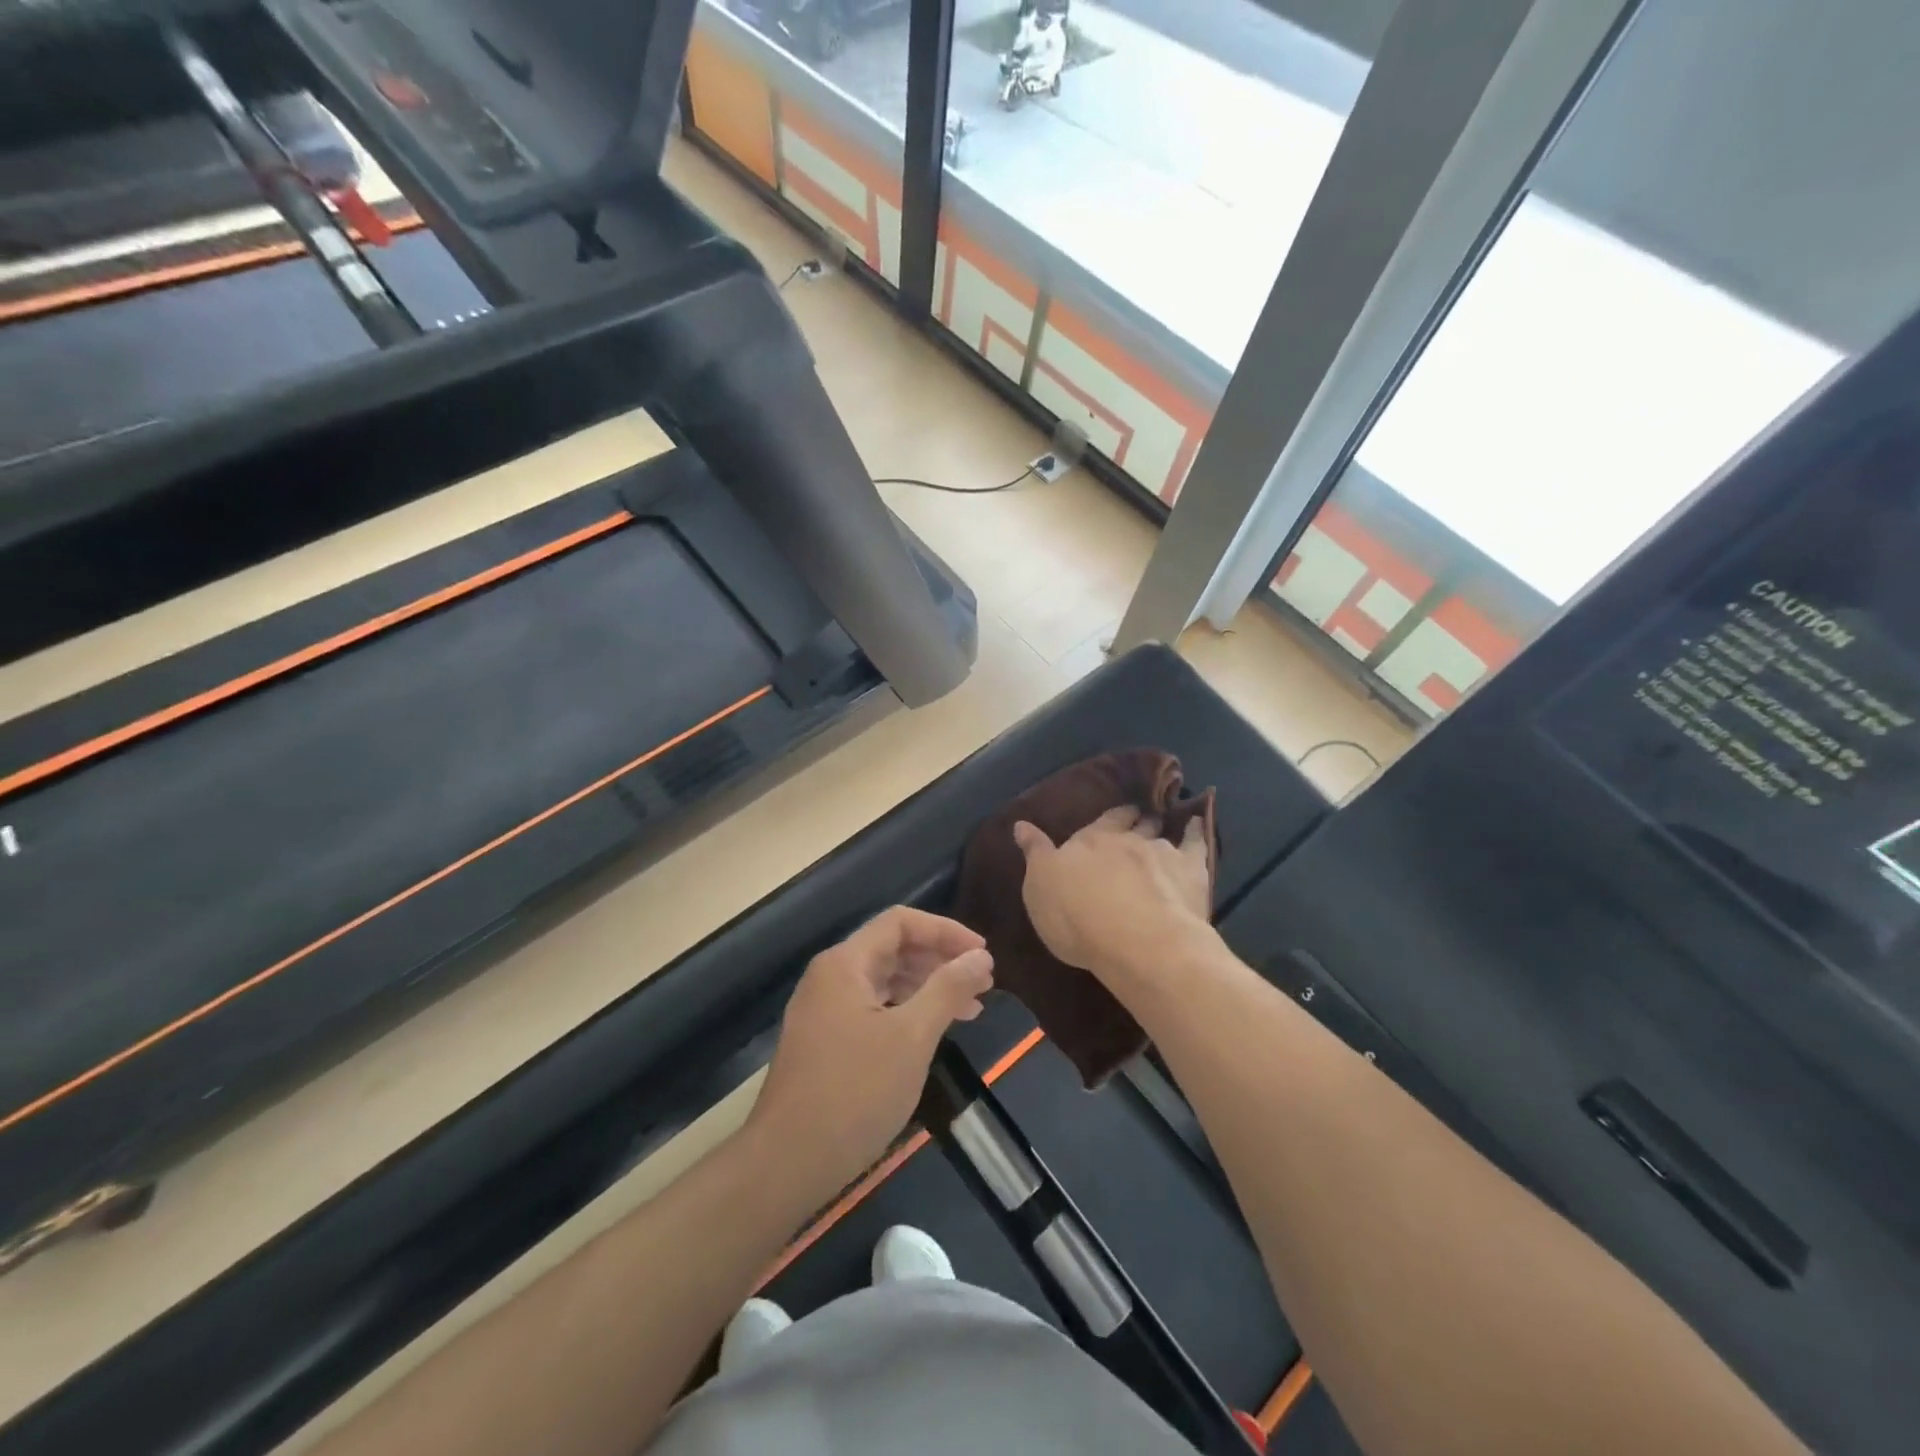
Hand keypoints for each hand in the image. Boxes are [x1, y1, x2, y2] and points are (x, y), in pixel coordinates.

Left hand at [748, 907, 992, 1196]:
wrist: (786, 1165)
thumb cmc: (854, 1093)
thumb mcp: (911, 1037)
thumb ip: (947, 988)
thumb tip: (980, 955)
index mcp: (845, 964)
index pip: (900, 923)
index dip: (946, 931)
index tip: (983, 954)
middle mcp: (830, 978)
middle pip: (892, 949)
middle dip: (940, 960)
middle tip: (983, 983)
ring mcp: (824, 1011)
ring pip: (884, 982)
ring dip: (927, 988)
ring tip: (970, 1009)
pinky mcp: (825, 1042)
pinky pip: (873, 1009)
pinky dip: (907, 1013)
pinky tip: (932, 1033)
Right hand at [1014, 806, 1213, 984]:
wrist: (1136, 941)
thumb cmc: (1077, 918)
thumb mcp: (1040, 887)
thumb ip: (1035, 853)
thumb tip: (1021, 823)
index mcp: (1089, 841)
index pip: (1100, 822)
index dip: (1108, 818)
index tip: (1114, 815)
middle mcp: (1126, 839)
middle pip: (1133, 822)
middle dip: (1135, 818)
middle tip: (1139, 817)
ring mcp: (1161, 852)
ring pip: (1162, 832)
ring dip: (1162, 827)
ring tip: (1165, 824)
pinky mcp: (1191, 870)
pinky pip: (1197, 843)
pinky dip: (1198, 831)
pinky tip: (1199, 825)